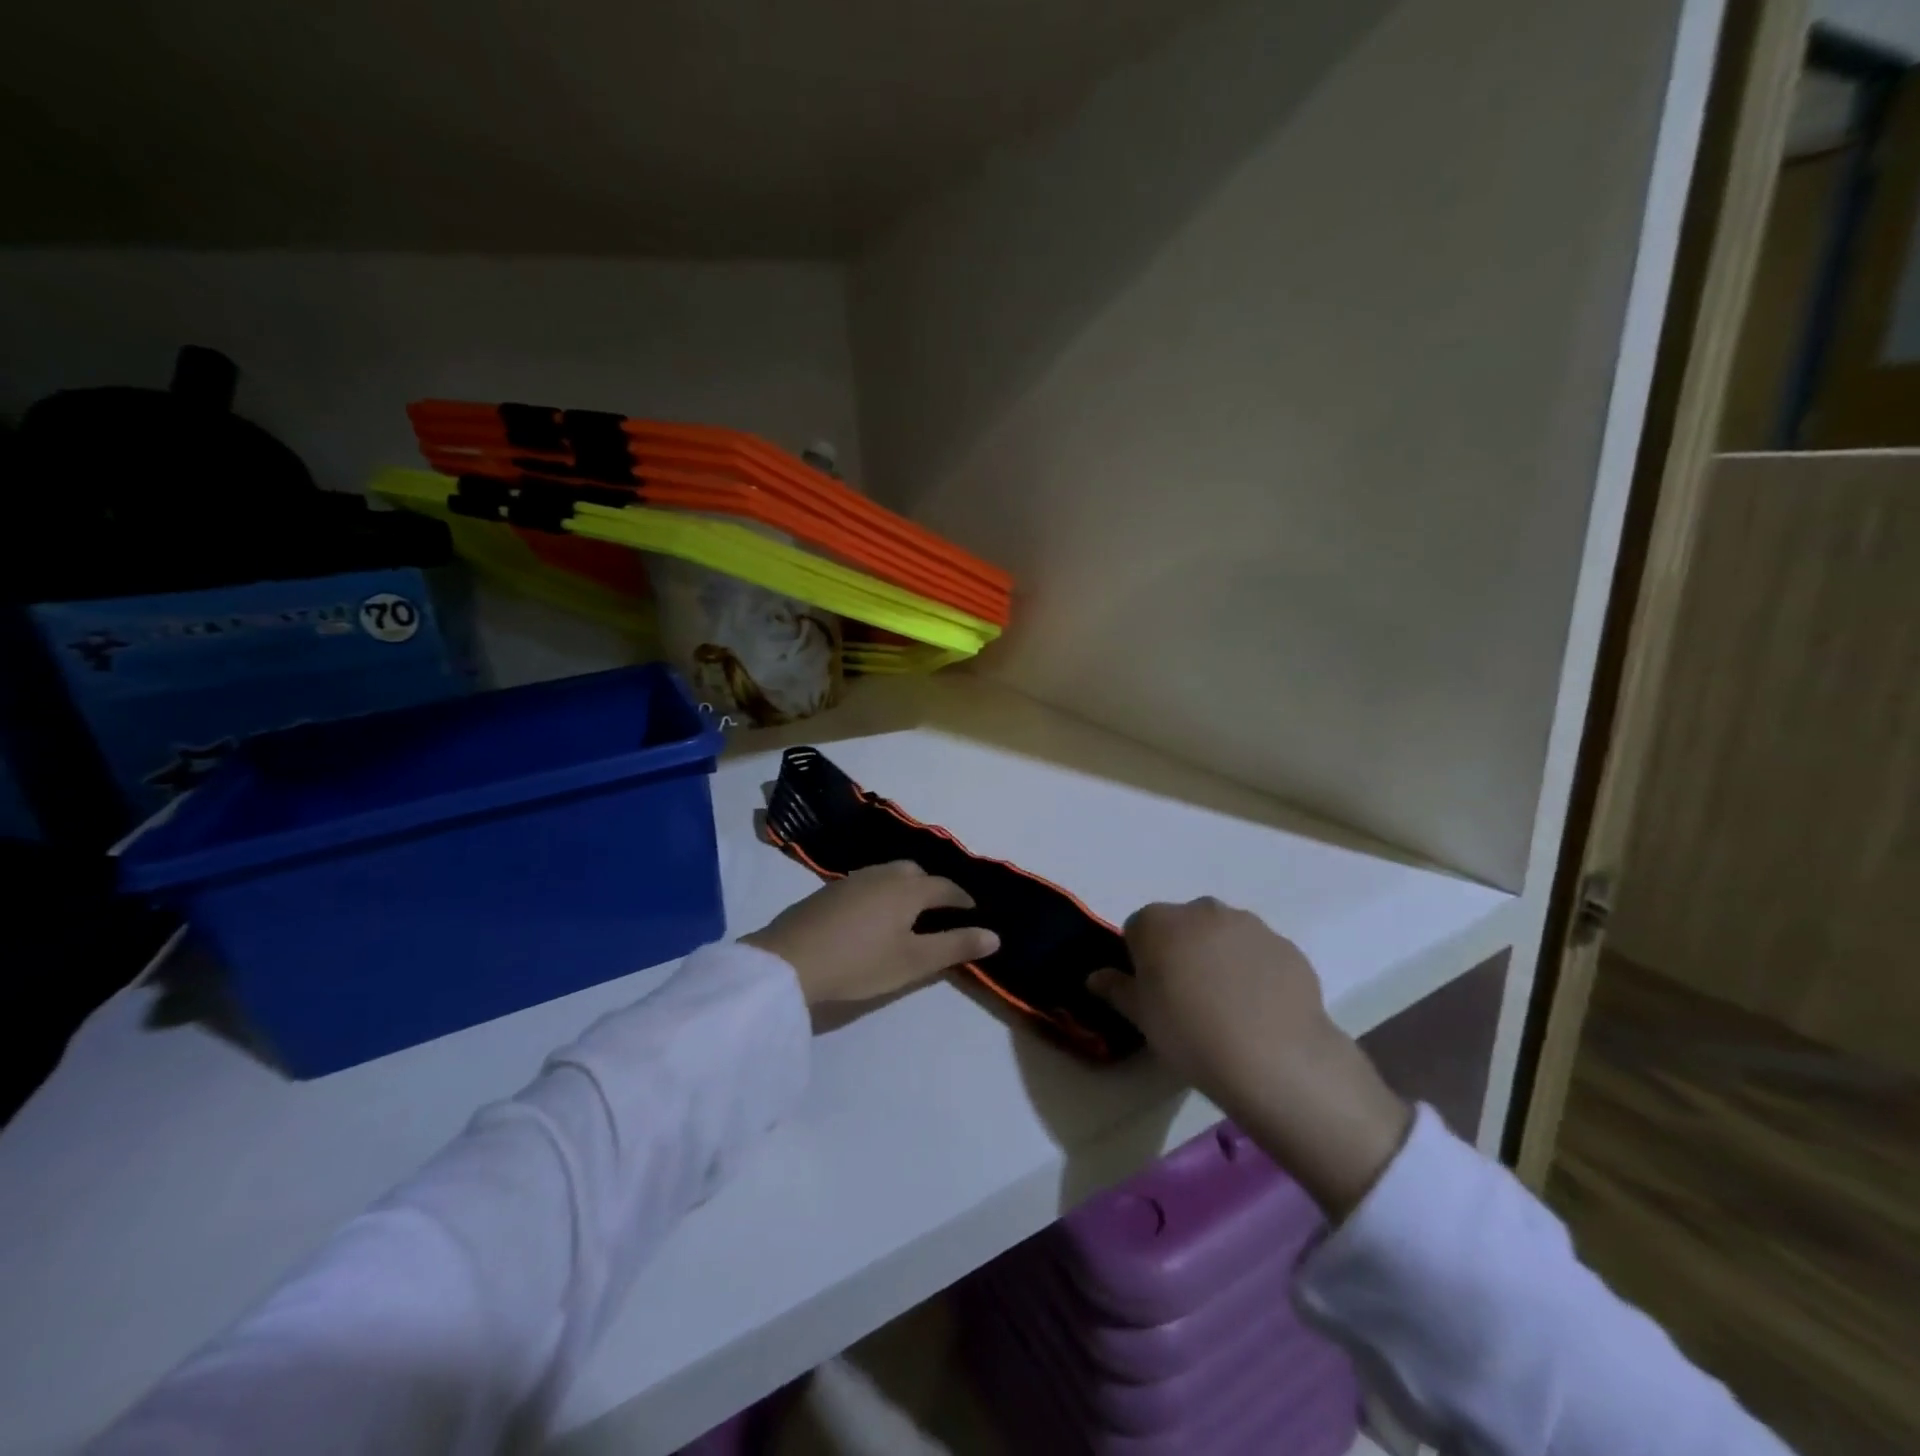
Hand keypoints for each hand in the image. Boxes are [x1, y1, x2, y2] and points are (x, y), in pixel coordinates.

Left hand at [744, 862, 1000, 1007]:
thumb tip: (995, 935)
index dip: (963, 899)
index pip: (945, 887)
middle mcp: (882, 874)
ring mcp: (852, 880)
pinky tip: (872, 916)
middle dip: (933, 888)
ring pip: (888, 874)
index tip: (974, 912)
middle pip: (916, 873)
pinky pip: (867, 883)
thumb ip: (955, 946)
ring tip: (907, 913)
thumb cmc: (860, 962)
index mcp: (908, 888)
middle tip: (940, 911)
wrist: (789, 961)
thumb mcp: (914, 961)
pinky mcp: (828, 891)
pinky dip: (880, 893)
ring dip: (905, 888)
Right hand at [1090, 898, 1410, 1217]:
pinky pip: (1259, 954)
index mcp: (1158, 922)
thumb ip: (1116, 989)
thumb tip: (1095, 977)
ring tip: (1229, 1007)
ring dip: (1219, 958)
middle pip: (1182, 926)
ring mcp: (1248, 924)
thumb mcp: (1141, 1017)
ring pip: (1223, 936)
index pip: (1137, 930)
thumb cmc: (1189, 1033)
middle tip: (1189, 999)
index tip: (1152, 993)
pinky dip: (1255, 972)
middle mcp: (1202, 910)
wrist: (1274, 1056)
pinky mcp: (1285, 945)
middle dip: (1182, 951)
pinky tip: (1260, 1010)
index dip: (1141, 960)